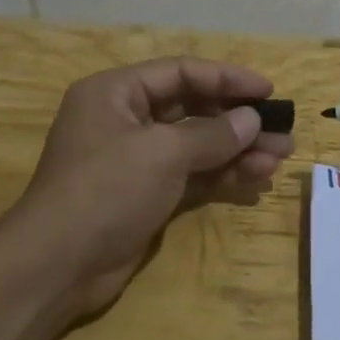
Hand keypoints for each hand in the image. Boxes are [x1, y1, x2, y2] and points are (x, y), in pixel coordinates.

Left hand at [1, 56, 295, 316]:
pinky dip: (222, 175)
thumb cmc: (105, 190)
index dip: (226, 78)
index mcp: (116, 92)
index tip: (268, 90)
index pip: (180, 72)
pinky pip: (191, 174)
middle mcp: (125, 119)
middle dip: (238, 120)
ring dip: (237, 150)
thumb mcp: (161, 153)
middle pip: (192, 108)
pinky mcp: (145, 194)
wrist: (56, 266)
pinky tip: (256, 179)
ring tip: (280, 158)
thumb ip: (211, 134)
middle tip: (282, 130)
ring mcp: (135, 159)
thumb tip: (252, 120)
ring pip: (196, 144)